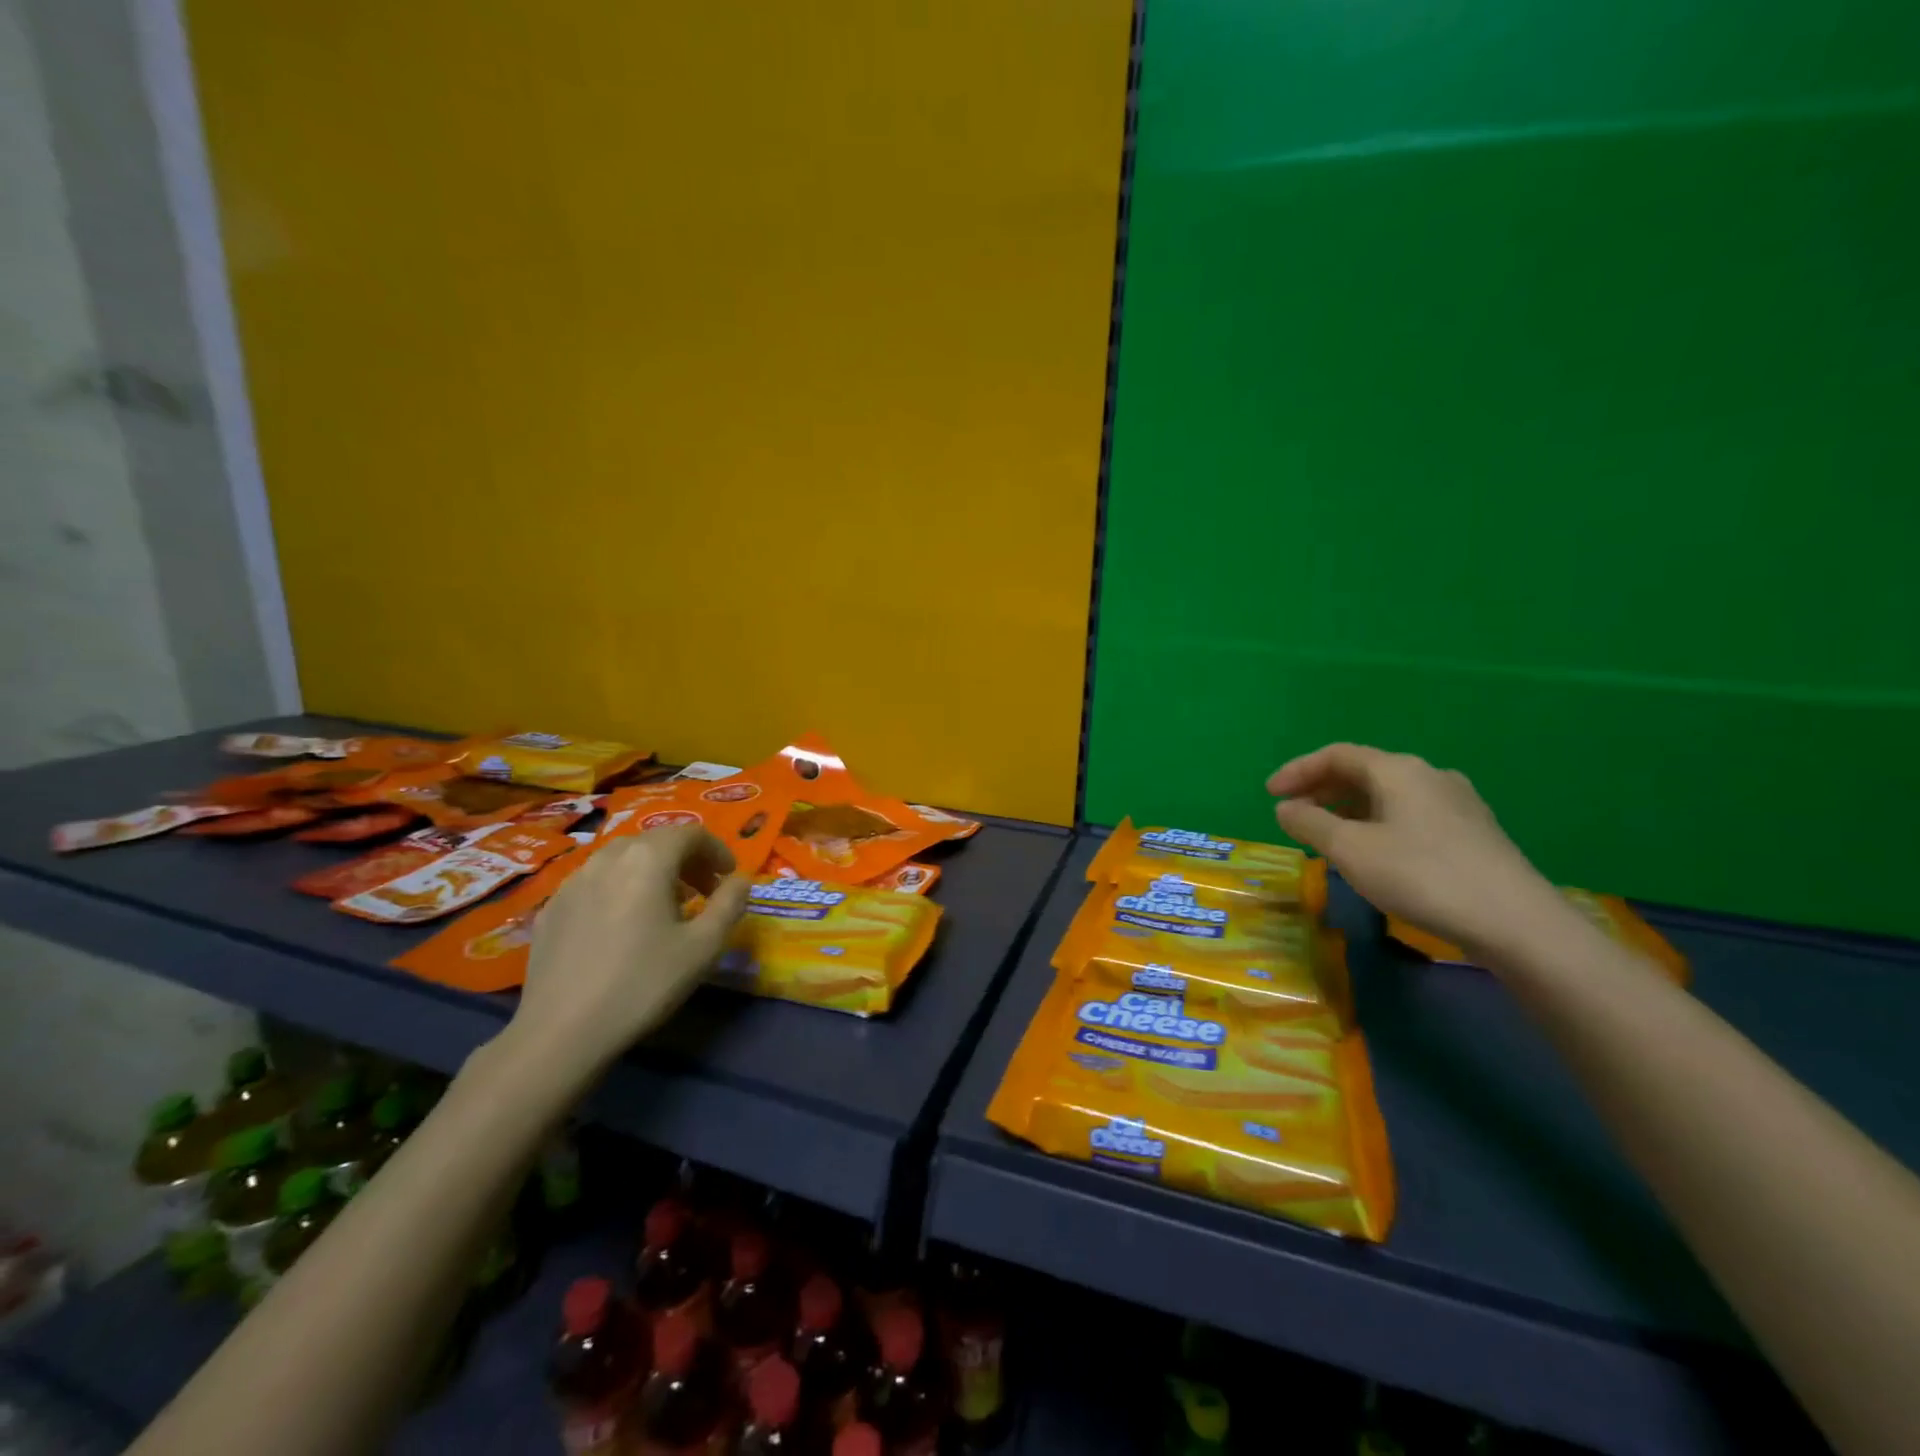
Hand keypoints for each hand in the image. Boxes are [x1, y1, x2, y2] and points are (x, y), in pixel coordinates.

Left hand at [509, 824, 751, 1069]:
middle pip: (655, 841)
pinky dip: (619, 889)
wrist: (562, 1031)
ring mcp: (573, 882)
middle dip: (686, 859)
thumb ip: (729, 904)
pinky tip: (622, 926)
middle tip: (704, 891)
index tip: (729, 876)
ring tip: (664, 907)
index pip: (690, 833)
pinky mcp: (551, 909)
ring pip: (622, 859)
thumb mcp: (703, 947)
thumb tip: (742, 880)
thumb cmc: (643, 983)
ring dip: (651, 871)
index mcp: (648, 859)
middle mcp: (608, 858)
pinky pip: (595, 883)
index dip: (716, 849)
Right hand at [1268, 743, 1565, 956]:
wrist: (1516, 922)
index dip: (1298, 770)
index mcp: (1398, 770)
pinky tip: (1373, 855)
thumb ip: (1310, 824)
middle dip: (1321, 790)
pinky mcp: (1472, 833)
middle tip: (1293, 816)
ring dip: (1348, 810)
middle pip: (1363, 772)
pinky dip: (1376, 824)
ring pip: (1387, 796)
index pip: (1336, 755)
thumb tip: (1285, 808)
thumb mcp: (1351, 850)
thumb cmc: (1422, 876)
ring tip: (1326, 838)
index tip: (1270, 795)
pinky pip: (1409, 815)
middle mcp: (1429, 776)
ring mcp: (1457, 804)